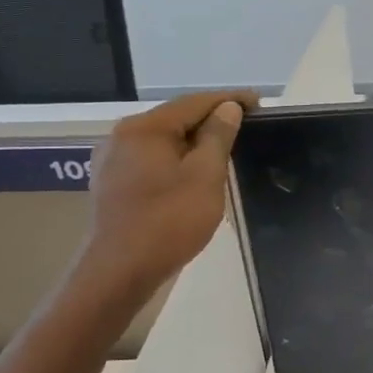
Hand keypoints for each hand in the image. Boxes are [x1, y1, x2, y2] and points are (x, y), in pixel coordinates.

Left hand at [76, 91, 257, 298]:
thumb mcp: (205, 175)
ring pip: (164, 139)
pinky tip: (194, 171)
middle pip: (176, 118)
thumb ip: (218, 136)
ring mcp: (113, 160)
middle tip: (247, 125)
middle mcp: (122, 136)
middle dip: (212, 119)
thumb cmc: (168, 221)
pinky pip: (153, 158)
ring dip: (195, 140)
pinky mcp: (113, 183)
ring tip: (226, 147)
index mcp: (145, 128)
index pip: (194, 102)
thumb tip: (228, 108)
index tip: (259, 102)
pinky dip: (178, 157)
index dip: (229, 99)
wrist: (119, 273)